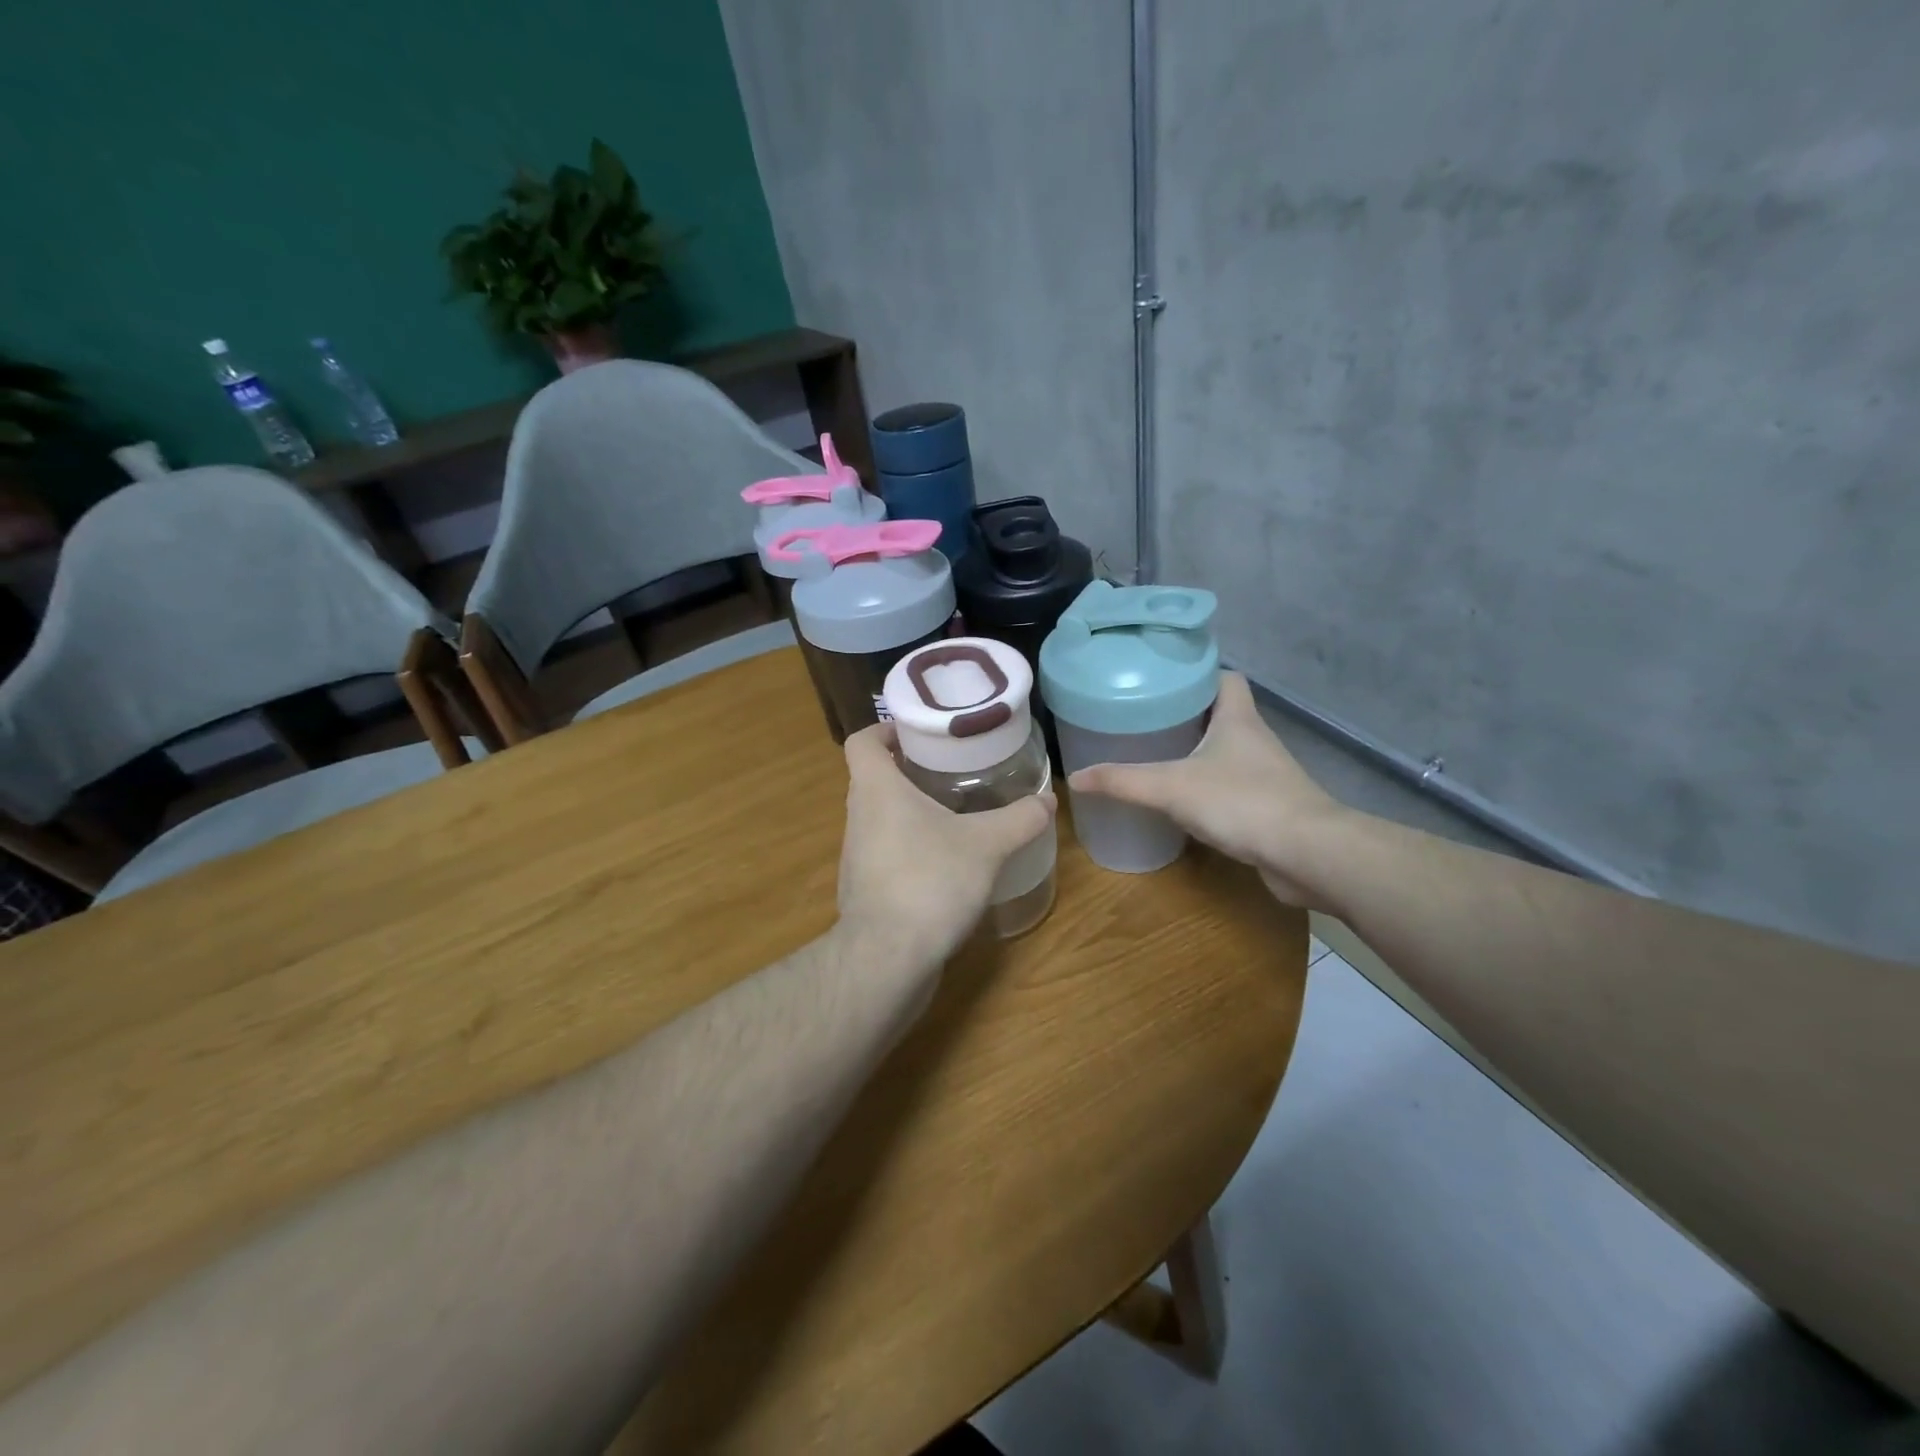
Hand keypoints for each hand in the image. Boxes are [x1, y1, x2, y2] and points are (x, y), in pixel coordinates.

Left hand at [836, 722, 1055, 970]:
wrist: (888, 958)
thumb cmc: (930, 880)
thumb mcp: (987, 844)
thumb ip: (1019, 819)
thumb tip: (1048, 800)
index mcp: (877, 789)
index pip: (862, 740)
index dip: (885, 728)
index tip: (919, 731)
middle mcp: (858, 816)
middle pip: (874, 778)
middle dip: (910, 769)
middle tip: (952, 768)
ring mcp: (857, 856)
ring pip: (881, 818)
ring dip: (911, 811)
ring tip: (955, 813)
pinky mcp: (865, 890)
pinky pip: (886, 853)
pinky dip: (911, 848)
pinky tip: (946, 863)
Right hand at [1067, 673, 1348, 906]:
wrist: (1307, 853)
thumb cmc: (1241, 802)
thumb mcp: (1171, 787)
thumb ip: (1122, 782)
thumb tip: (1074, 779)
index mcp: (1238, 718)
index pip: (1226, 678)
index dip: (1198, 674)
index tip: (1164, 681)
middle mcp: (1256, 739)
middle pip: (1223, 713)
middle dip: (1188, 715)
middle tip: (1147, 719)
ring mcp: (1267, 774)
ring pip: (1229, 751)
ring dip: (1199, 752)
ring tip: (1158, 756)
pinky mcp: (1270, 806)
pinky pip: (1234, 785)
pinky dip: (1211, 787)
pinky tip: (1185, 800)